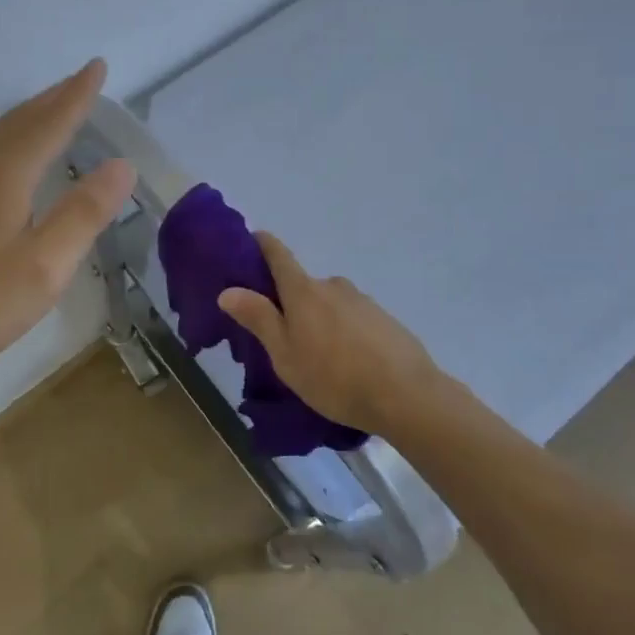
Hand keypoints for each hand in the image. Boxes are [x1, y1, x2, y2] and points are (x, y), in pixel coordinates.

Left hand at [0, 60, 134, 385]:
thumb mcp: (44, 265)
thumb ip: (84, 213)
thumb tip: (121, 165)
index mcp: (4, 176)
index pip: (49, 124)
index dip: (77, 96)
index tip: (97, 67)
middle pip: (18, 122)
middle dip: (53, 98)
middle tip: (80, 80)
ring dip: (28, 118)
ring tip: (50, 109)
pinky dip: (8, 142)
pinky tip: (6, 163)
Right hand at [217, 232, 442, 434]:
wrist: (406, 395)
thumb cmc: (334, 376)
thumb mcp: (285, 354)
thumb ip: (258, 319)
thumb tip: (228, 290)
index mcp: (304, 291)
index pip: (278, 254)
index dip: (262, 244)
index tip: (252, 239)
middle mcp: (333, 286)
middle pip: (304, 285)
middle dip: (291, 303)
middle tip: (283, 336)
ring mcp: (363, 301)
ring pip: (330, 304)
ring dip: (320, 320)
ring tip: (319, 359)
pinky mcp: (385, 320)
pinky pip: (353, 319)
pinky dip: (345, 333)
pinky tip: (349, 363)